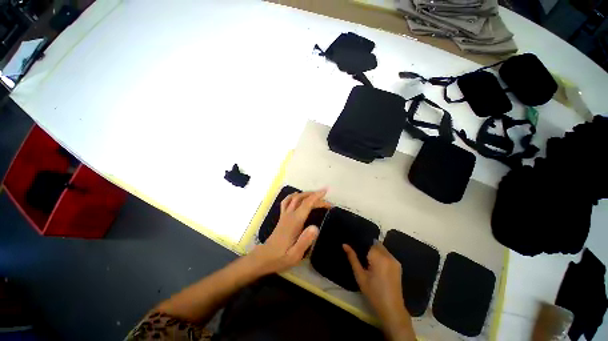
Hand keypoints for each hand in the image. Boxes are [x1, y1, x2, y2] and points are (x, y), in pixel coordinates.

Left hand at [248, 189, 330, 275]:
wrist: (264, 258)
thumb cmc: (281, 257)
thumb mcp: (295, 255)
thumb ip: (305, 241)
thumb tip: (316, 227)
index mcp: (294, 222)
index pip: (307, 204)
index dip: (317, 197)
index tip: (325, 191)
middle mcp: (289, 215)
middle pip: (302, 199)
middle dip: (315, 196)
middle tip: (327, 203)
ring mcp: (284, 215)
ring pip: (294, 198)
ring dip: (305, 194)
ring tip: (315, 196)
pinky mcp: (282, 217)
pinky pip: (287, 201)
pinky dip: (294, 196)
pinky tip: (298, 197)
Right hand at [343, 242, 415, 340]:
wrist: (392, 309)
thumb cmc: (373, 292)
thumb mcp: (360, 275)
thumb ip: (352, 258)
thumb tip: (344, 244)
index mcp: (378, 257)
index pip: (369, 242)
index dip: (362, 244)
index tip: (357, 250)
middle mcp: (388, 255)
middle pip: (376, 244)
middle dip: (369, 248)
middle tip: (362, 257)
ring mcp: (395, 260)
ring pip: (382, 249)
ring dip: (375, 251)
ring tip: (368, 262)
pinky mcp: (398, 265)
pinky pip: (387, 254)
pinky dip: (381, 256)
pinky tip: (377, 266)